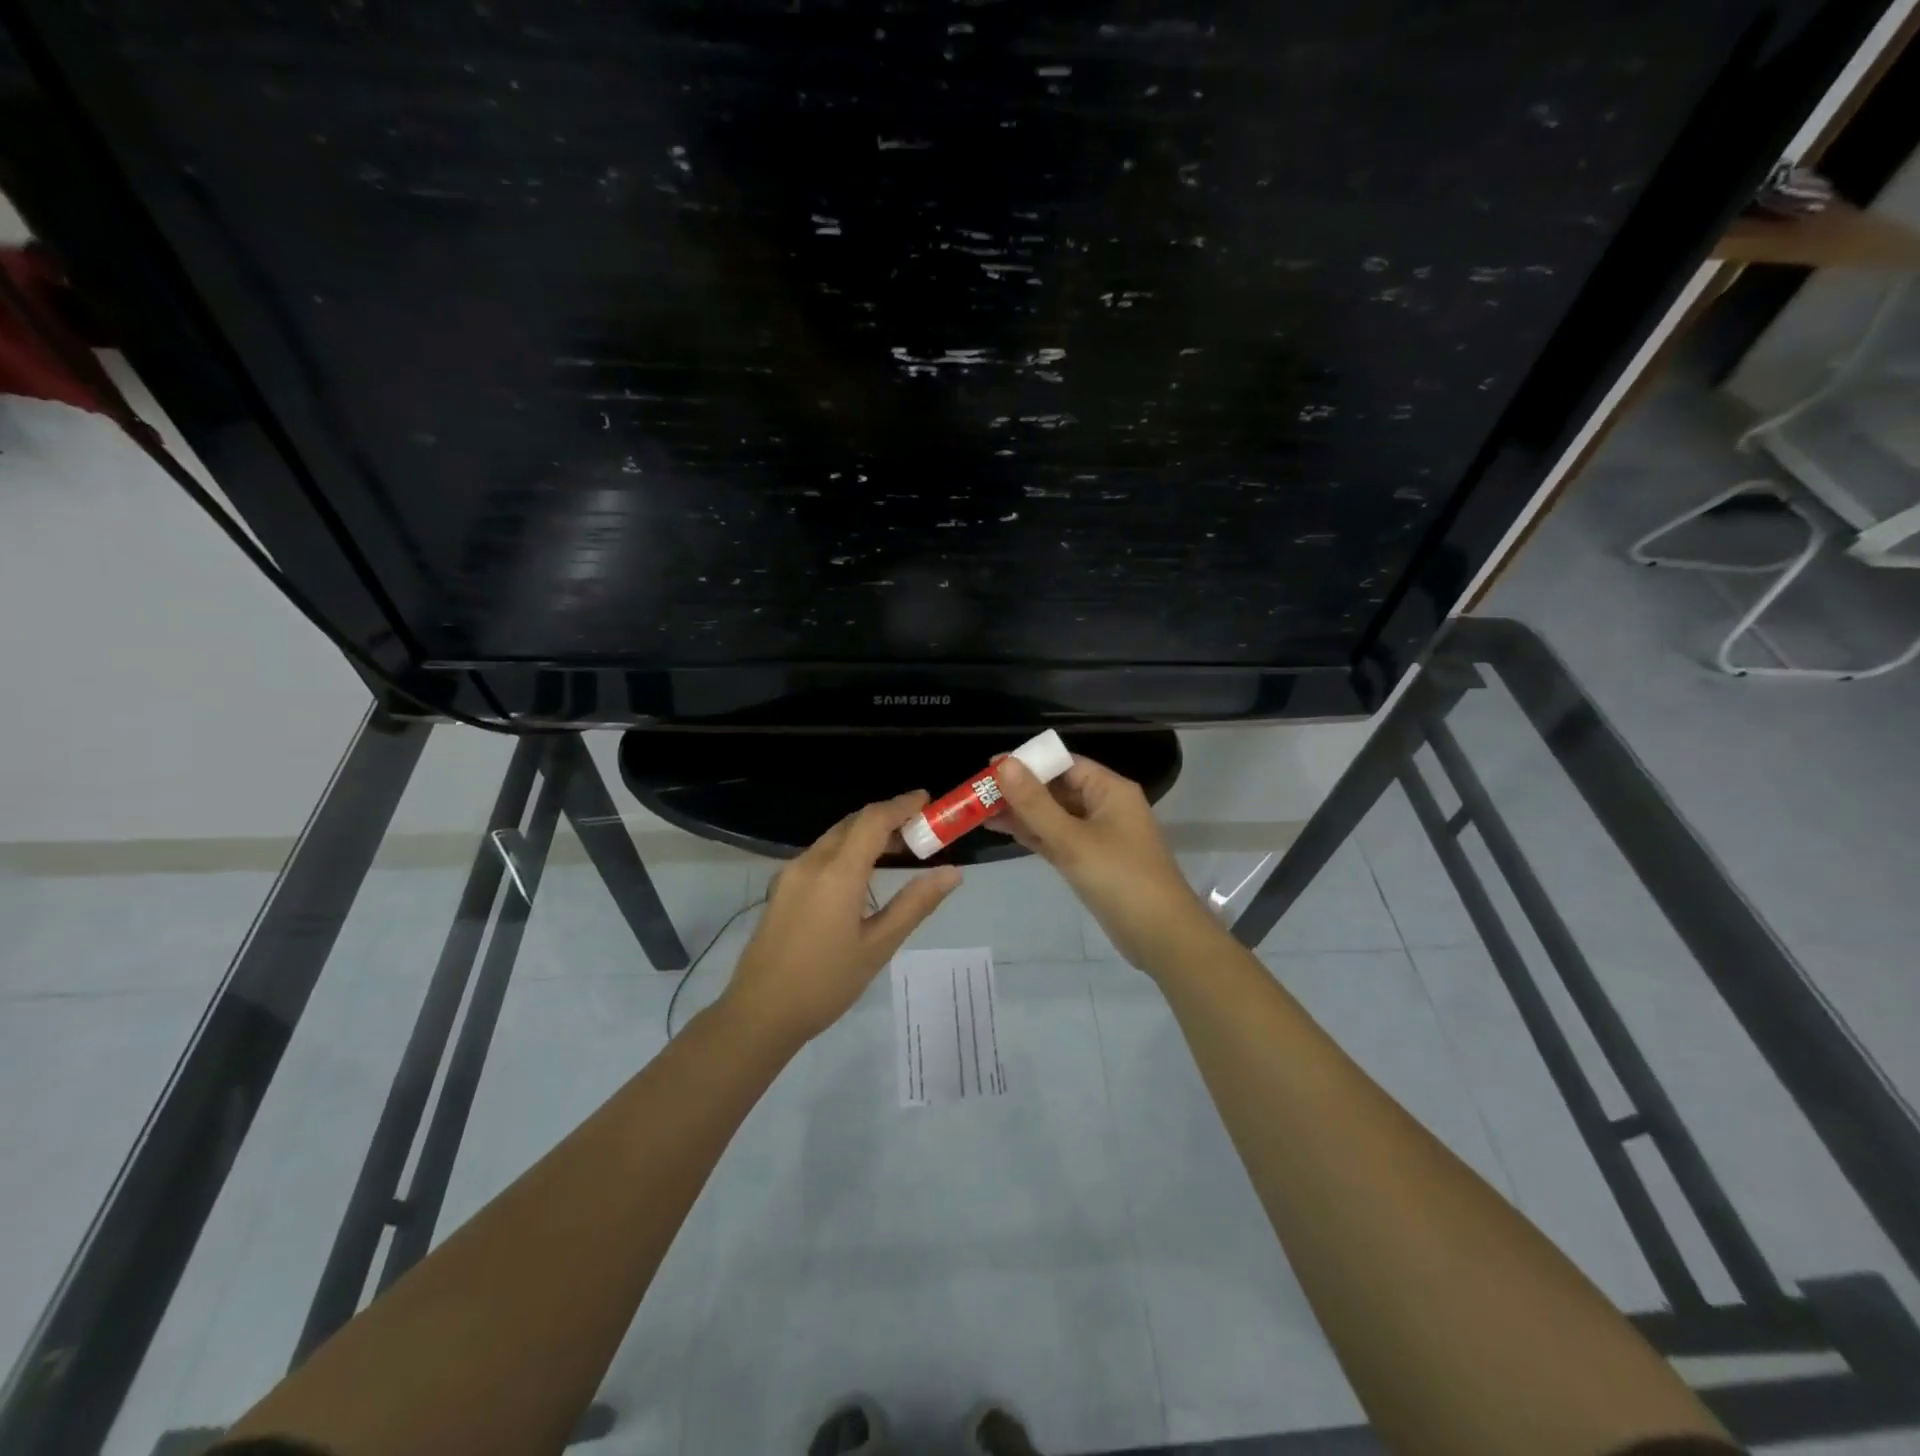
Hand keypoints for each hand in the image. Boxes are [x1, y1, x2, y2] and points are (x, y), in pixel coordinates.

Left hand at [720, 791, 962, 1043]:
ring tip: (898, 849)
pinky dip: (847, 849)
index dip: (902, 805)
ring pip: (835, 836)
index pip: (873, 820)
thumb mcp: (878, 947)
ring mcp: (791, 873)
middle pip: (853, 823)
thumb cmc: (825, 983)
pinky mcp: (782, 887)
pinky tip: (863, 872)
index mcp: (837, 873)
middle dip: (887, 818)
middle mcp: (811, 862)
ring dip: (866, 833)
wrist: (759, 1013)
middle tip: (920, 830)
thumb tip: (952, 873)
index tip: (928, 800)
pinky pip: (820, 853)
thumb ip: (915, 904)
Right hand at [992, 754, 1218, 974]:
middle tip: (978, 792)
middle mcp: (1106, 806)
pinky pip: (1058, 838)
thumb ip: (1035, 803)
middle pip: (1057, 788)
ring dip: (1022, 813)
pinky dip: (1034, 834)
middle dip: (1020, 789)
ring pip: (1055, 815)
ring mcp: (1099, 835)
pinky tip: (1004, 830)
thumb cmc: (1120, 879)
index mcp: (1110, 790)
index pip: (1064, 763)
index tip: (990, 766)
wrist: (1161, 936)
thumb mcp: (1072, 839)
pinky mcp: (1092, 861)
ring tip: (980, 811)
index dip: (1028, 762)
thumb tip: (1005, 764)